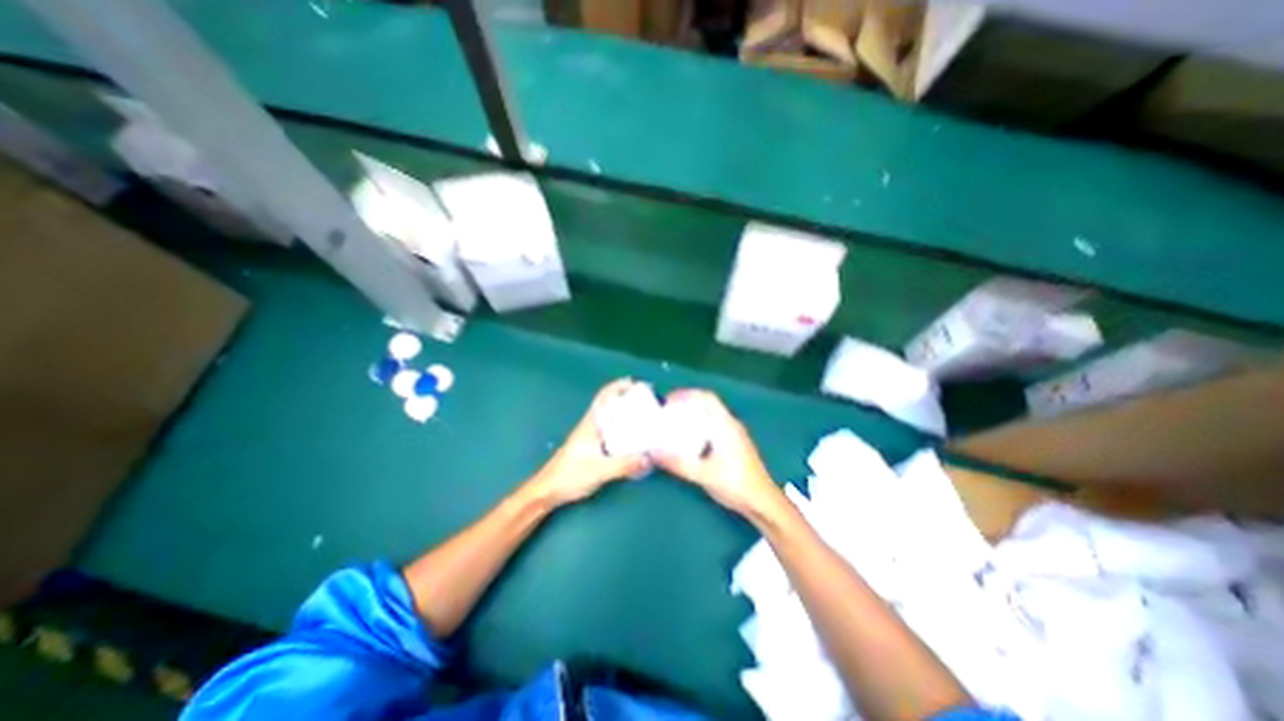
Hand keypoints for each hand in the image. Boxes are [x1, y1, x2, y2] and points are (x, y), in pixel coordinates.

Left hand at [533, 378, 653, 505]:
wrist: (547, 490)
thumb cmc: (570, 476)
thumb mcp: (600, 470)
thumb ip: (624, 465)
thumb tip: (648, 458)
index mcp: (591, 424)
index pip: (604, 397)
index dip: (618, 386)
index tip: (634, 382)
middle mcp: (590, 426)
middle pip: (609, 404)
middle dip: (626, 398)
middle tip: (645, 400)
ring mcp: (589, 436)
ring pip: (609, 418)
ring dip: (624, 413)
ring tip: (643, 416)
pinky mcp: (590, 447)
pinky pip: (609, 431)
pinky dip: (621, 428)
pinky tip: (631, 437)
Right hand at [655, 389, 777, 516]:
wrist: (762, 503)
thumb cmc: (735, 484)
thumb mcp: (703, 474)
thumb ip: (677, 463)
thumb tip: (653, 451)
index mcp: (726, 425)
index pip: (707, 397)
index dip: (686, 394)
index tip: (668, 401)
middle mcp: (731, 425)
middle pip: (707, 405)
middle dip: (686, 405)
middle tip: (666, 413)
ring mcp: (734, 435)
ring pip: (710, 417)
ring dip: (692, 417)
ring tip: (673, 425)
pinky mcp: (734, 446)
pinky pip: (713, 427)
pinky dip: (698, 428)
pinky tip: (688, 442)